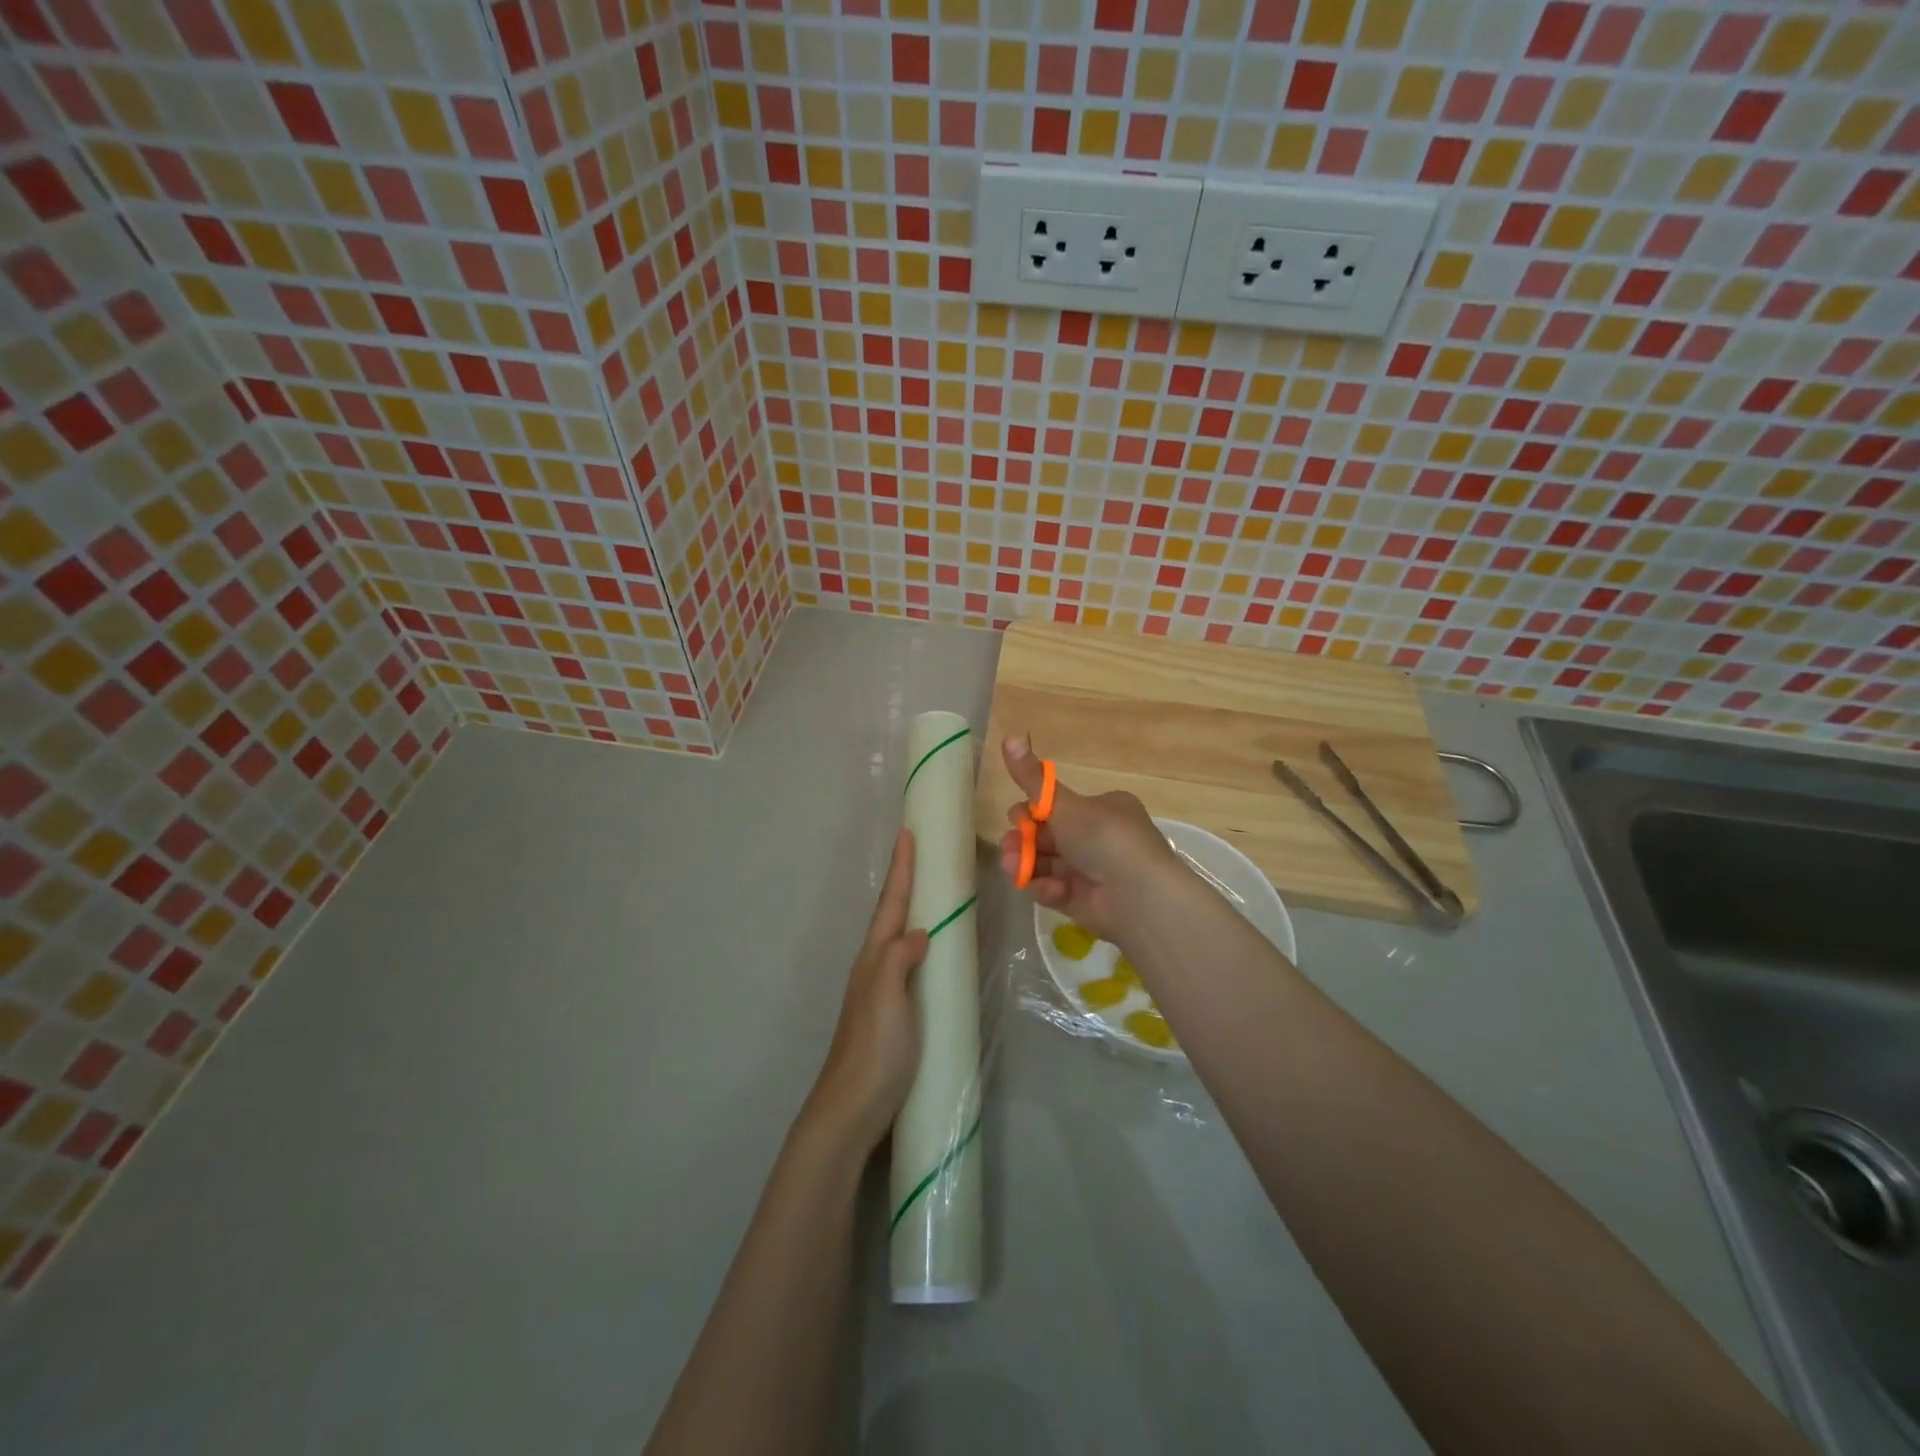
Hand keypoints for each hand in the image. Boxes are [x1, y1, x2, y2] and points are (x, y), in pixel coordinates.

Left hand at [803, 828, 928, 1152]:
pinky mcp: (894, 1009)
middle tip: (922, 851)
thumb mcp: (887, 997)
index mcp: (875, 957)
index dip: (902, 868)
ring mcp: (883, 988)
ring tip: (931, 889)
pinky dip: (922, 942)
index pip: (892, 904)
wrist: (853, 1106)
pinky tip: (933, 949)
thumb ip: (900, 958)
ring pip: (899, 936)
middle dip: (906, 881)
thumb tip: (921, 932)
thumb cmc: (874, 1049)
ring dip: (913, 908)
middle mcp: (876, 965)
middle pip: (893, 913)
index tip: (907, 832)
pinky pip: (909, 961)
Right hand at [997, 736, 1181, 942]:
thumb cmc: (1104, 838)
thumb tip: (1009, 737)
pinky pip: (1058, 890)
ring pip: (1049, 865)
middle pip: (1050, 837)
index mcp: (1104, 809)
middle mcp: (1101, 838)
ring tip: (1012, 868)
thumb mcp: (1063, 803)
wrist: (1139, 895)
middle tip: (1008, 846)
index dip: (1033, 812)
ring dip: (1027, 864)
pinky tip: (1046, 888)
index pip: (1060, 808)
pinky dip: (1047, 888)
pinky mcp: (1088, 902)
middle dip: (1024, 841)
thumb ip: (1032, 778)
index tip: (1017, 818)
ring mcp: (1094, 872)